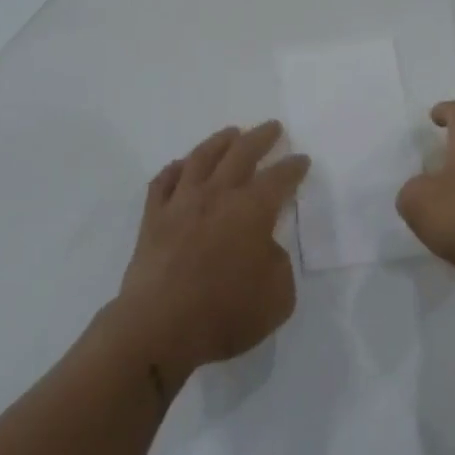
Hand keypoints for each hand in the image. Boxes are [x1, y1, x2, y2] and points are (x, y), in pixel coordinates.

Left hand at [111, 121, 307, 388]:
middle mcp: (218, 195)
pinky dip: (175, 169)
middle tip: (272, 127)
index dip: (293, 166)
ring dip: (220, 141)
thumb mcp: (277, 298)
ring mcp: (181, 202)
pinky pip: (163, 182)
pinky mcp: (153, 217)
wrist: (157, 328)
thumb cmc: (224, 313)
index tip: (301, 159)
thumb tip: (265, 247)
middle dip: (261, 138)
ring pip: (202, 157)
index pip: (279, 178)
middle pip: (241, 153)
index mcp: (252, 210)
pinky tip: (181, 165)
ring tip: (231, 133)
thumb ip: (279, 264)